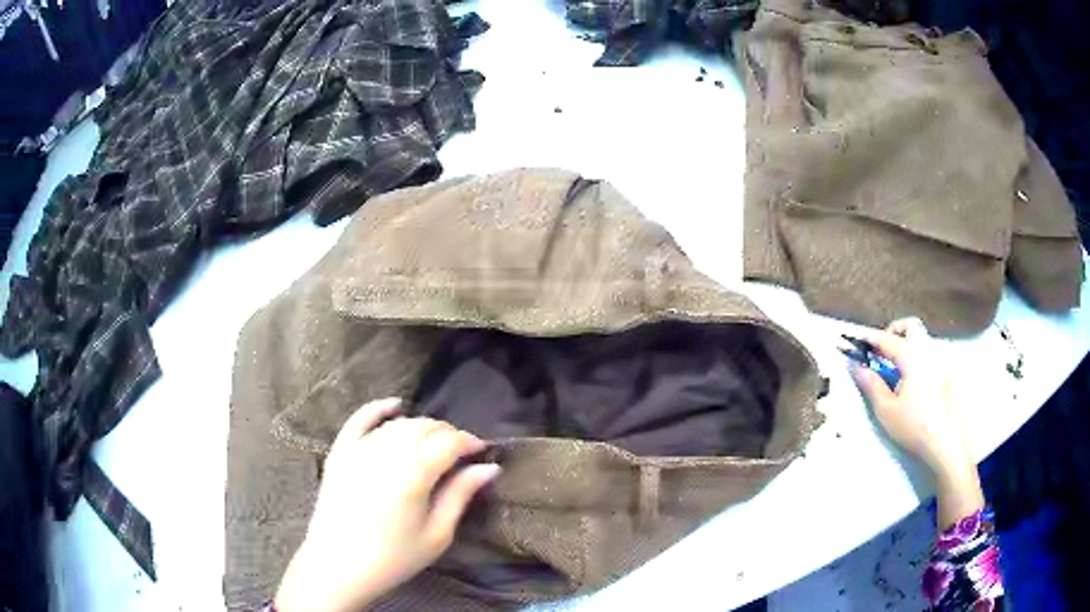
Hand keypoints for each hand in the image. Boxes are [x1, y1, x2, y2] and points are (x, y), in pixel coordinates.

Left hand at [275, 398, 499, 611]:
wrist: (338, 565)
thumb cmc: (393, 558)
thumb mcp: (436, 535)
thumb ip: (460, 495)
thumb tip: (489, 468)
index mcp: (413, 475)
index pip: (449, 442)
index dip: (469, 441)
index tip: (482, 451)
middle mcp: (386, 453)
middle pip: (424, 427)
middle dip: (448, 434)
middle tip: (460, 452)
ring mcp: (359, 449)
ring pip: (398, 424)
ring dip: (421, 426)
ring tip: (434, 442)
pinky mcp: (340, 452)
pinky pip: (359, 420)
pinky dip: (378, 409)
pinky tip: (395, 406)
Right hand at [849, 318, 972, 473]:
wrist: (945, 443)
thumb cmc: (913, 426)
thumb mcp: (886, 410)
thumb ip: (871, 385)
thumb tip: (856, 367)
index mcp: (912, 357)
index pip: (887, 339)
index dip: (869, 339)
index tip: (855, 340)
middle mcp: (927, 352)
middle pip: (910, 327)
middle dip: (893, 332)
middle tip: (880, 351)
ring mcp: (939, 362)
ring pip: (921, 341)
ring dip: (905, 346)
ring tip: (894, 370)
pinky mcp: (945, 374)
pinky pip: (928, 355)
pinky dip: (916, 358)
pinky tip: (911, 383)